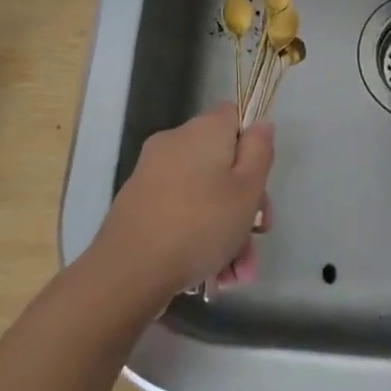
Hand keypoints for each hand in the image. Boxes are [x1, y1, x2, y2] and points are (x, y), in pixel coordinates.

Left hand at [92, 104, 273, 301]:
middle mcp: (175, 143)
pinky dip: (198, 234)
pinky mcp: (138, 203)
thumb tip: (261, 124)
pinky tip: (213, 273)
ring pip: (204, 193)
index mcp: (203, 130)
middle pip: (222, 161)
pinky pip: (180, 210)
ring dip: (226, 229)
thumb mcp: (247, 189)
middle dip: (244, 203)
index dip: (253, 145)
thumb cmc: (201, 224)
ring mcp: (152, 173)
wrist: (129, 270)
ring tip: (237, 272)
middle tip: (256, 238)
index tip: (259, 181)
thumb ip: (260, 151)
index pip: (234, 116)